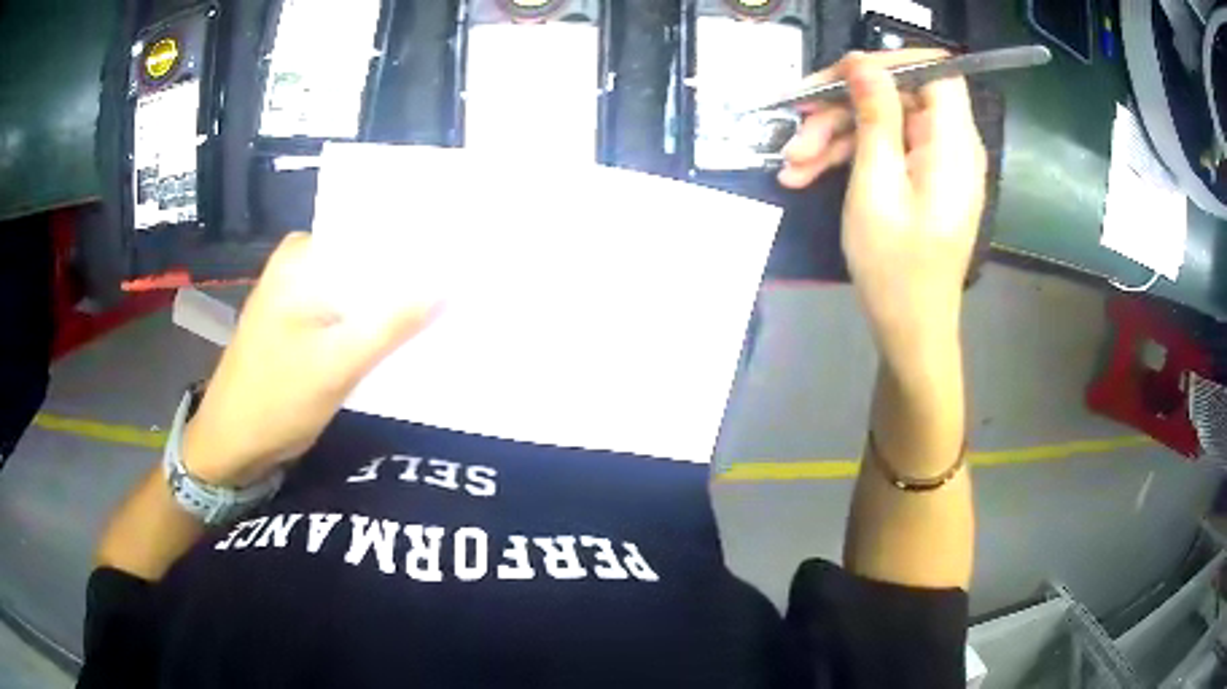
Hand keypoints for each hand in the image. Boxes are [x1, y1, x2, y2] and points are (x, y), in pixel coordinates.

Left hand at [182, 232, 438, 486]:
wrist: (232, 445)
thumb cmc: (276, 401)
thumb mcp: (338, 364)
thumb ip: (392, 324)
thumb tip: (448, 286)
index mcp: (301, 257)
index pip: (370, 232)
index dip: (414, 243)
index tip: (459, 254)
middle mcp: (299, 264)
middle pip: (365, 259)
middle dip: (406, 273)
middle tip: (458, 283)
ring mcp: (297, 293)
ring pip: (357, 287)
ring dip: (389, 299)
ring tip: (440, 305)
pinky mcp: (300, 321)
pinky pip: (345, 309)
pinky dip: (370, 319)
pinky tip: (401, 332)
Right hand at [778, 50, 986, 363]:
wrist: (910, 331)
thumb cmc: (896, 268)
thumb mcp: (876, 186)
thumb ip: (874, 117)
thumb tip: (863, 63)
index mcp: (952, 143)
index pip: (934, 70)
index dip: (889, 62)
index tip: (840, 75)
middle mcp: (950, 145)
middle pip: (897, 95)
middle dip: (842, 105)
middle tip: (795, 123)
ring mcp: (935, 163)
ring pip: (882, 122)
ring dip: (833, 135)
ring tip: (791, 165)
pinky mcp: (920, 180)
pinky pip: (884, 150)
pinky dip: (845, 157)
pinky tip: (804, 175)